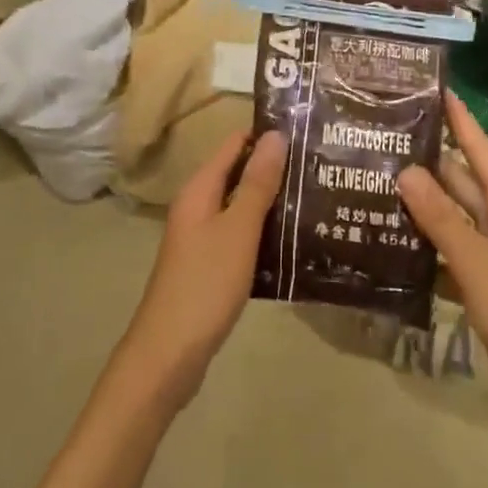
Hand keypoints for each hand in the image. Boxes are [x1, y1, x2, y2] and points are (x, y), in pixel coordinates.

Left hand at [119, 129, 287, 412]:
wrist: (169, 355)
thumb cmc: (205, 284)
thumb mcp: (238, 230)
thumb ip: (257, 183)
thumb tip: (275, 134)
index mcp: (200, 190)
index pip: (234, 145)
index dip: (266, 136)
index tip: (305, 133)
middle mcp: (197, 207)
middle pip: (238, 174)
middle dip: (274, 170)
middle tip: (318, 167)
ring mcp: (201, 238)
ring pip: (240, 207)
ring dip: (271, 203)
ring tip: (314, 199)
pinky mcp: (208, 267)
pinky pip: (239, 236)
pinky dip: (262, 233)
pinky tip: (292, 243)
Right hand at [398, 93, 487, 450]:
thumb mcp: (477, 263)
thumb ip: (441, 217)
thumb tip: (406, 170)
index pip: (481, 152)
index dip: (461, 121)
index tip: (438, 90)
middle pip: (463, 184)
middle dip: (429, 164)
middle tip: (386, 142)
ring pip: (455, 220)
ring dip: (424, 206)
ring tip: (379, 185)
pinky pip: (453, 256)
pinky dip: (428, 248)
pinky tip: (395, 244)